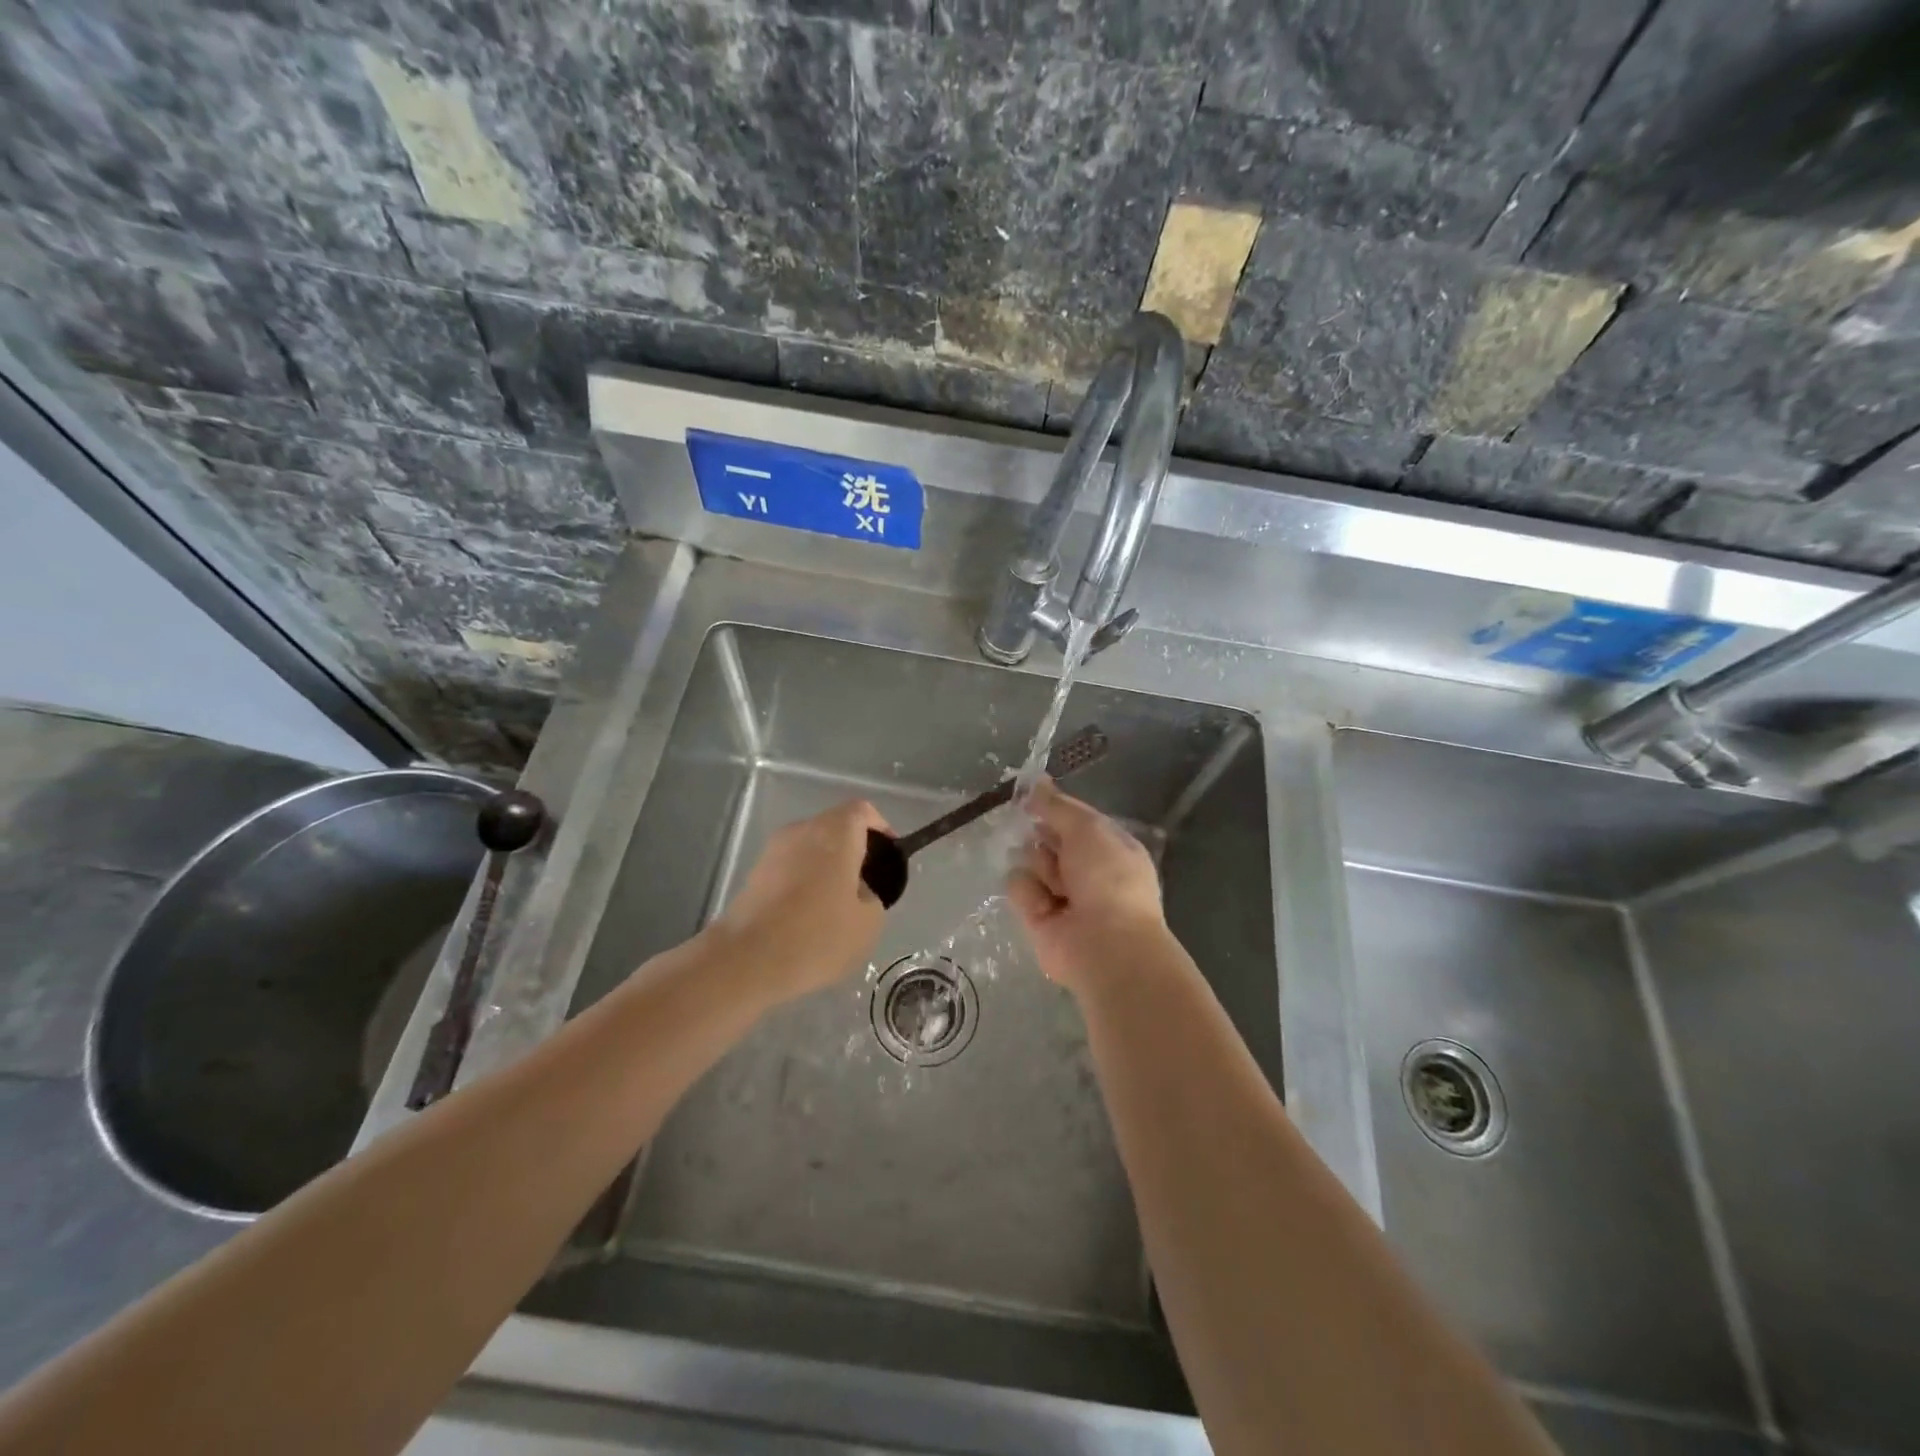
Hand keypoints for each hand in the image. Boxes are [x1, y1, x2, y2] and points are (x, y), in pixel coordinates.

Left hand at [711, 799, 891, 1001]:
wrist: (747, 960)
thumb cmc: (818, 935)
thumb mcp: (868, 922)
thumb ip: (872, 896)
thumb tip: (858, 891)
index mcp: (835, 832)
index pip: (863, 811)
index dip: (881, 829)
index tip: (888, 858)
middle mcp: (802, 830)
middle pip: (835, 827)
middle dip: (854, 851)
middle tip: (866, 887)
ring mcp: (773, 850)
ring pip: (811, 849)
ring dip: (827, 869)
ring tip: (837, 908)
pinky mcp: (754, 874)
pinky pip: (791, 868)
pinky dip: (804, 883)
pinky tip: (808, 919)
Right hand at [1006, 779, 1167, 993]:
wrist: (1105, 944)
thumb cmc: (1108, 878)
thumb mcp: (1088, 829)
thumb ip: (1058, 806)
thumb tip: (1036, 782)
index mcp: (1108, 847)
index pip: (1074, 819)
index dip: (1054, 806)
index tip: (1030, 792)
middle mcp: (1085, 869)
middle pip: (1048, 838)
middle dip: (1041, 833)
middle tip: (1039, 833)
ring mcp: (1060, 893)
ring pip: (1030, 859)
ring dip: (1039, 864)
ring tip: (1055, 881)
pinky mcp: (1036, 916)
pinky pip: (1019, 886)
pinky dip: (1029, 891)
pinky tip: (1045, 904)